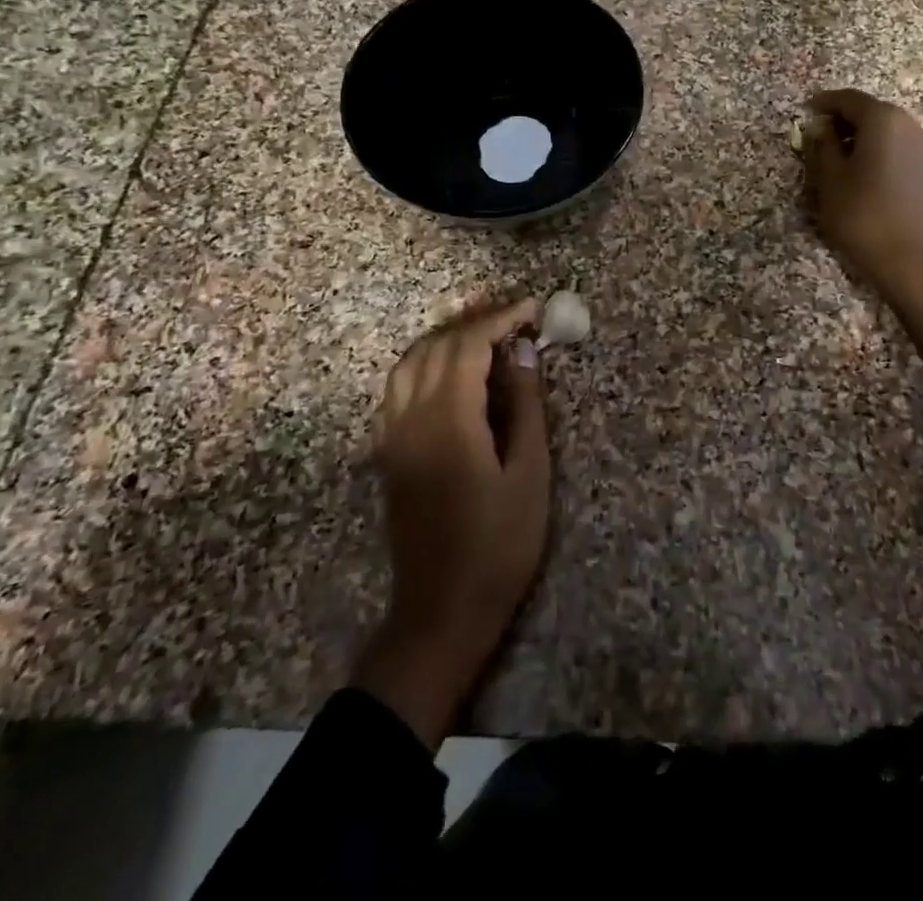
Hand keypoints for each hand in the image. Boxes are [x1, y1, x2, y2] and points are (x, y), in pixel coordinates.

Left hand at [353, 296, 548, 747]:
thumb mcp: (529, 473)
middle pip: (435, 347)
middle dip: (475, 323)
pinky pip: (400, 387)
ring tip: (486, 336)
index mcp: (448, 421)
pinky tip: (454, 373)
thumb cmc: (499, 545)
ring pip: (410, 363)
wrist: (441, 612)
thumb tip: (524, 352)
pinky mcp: (389, 452)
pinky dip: (426, 363)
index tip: (533, 310)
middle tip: (516, 319)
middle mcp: (411, 418)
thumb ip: (525, 405)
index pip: (468, 347)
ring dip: (447, 339)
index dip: (500, 320)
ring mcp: (393, 435)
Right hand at [801, 88, 922, 296]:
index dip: (824, 103)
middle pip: (871, 112)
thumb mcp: (829, 180)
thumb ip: (821, 147)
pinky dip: (878, 154)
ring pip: (886, 132)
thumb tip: (820, 130)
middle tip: (818, 139)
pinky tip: (863, 177)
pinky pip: (898, 150)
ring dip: (861, 139)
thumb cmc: (863, 215)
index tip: (806, 110)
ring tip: (838, 162)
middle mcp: (909, 125)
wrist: (914, 260)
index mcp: (883, 120)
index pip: (849, 99)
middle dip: (843, 122)